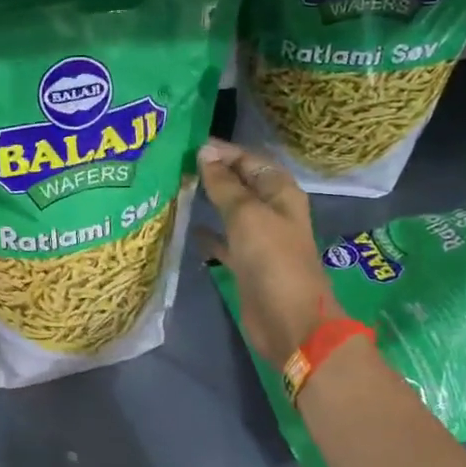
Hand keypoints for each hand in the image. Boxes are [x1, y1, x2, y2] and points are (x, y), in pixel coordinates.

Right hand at [197, 139, 340, 367]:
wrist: (288, 320)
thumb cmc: (272, 260)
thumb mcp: (247, 215)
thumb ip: (225, 184)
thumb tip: (205, 152)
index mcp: (280, 192)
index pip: (250, 160)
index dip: (223, 151)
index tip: (187, 145)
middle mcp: (272, 211)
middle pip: (241, 183)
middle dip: (214, 173)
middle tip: (176, 163)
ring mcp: (260, 239)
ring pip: (231, 210)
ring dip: (210, 200)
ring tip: (177, 189)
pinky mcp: (247, 263)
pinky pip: (225, 240)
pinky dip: (209, 233)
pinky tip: (189, 228)